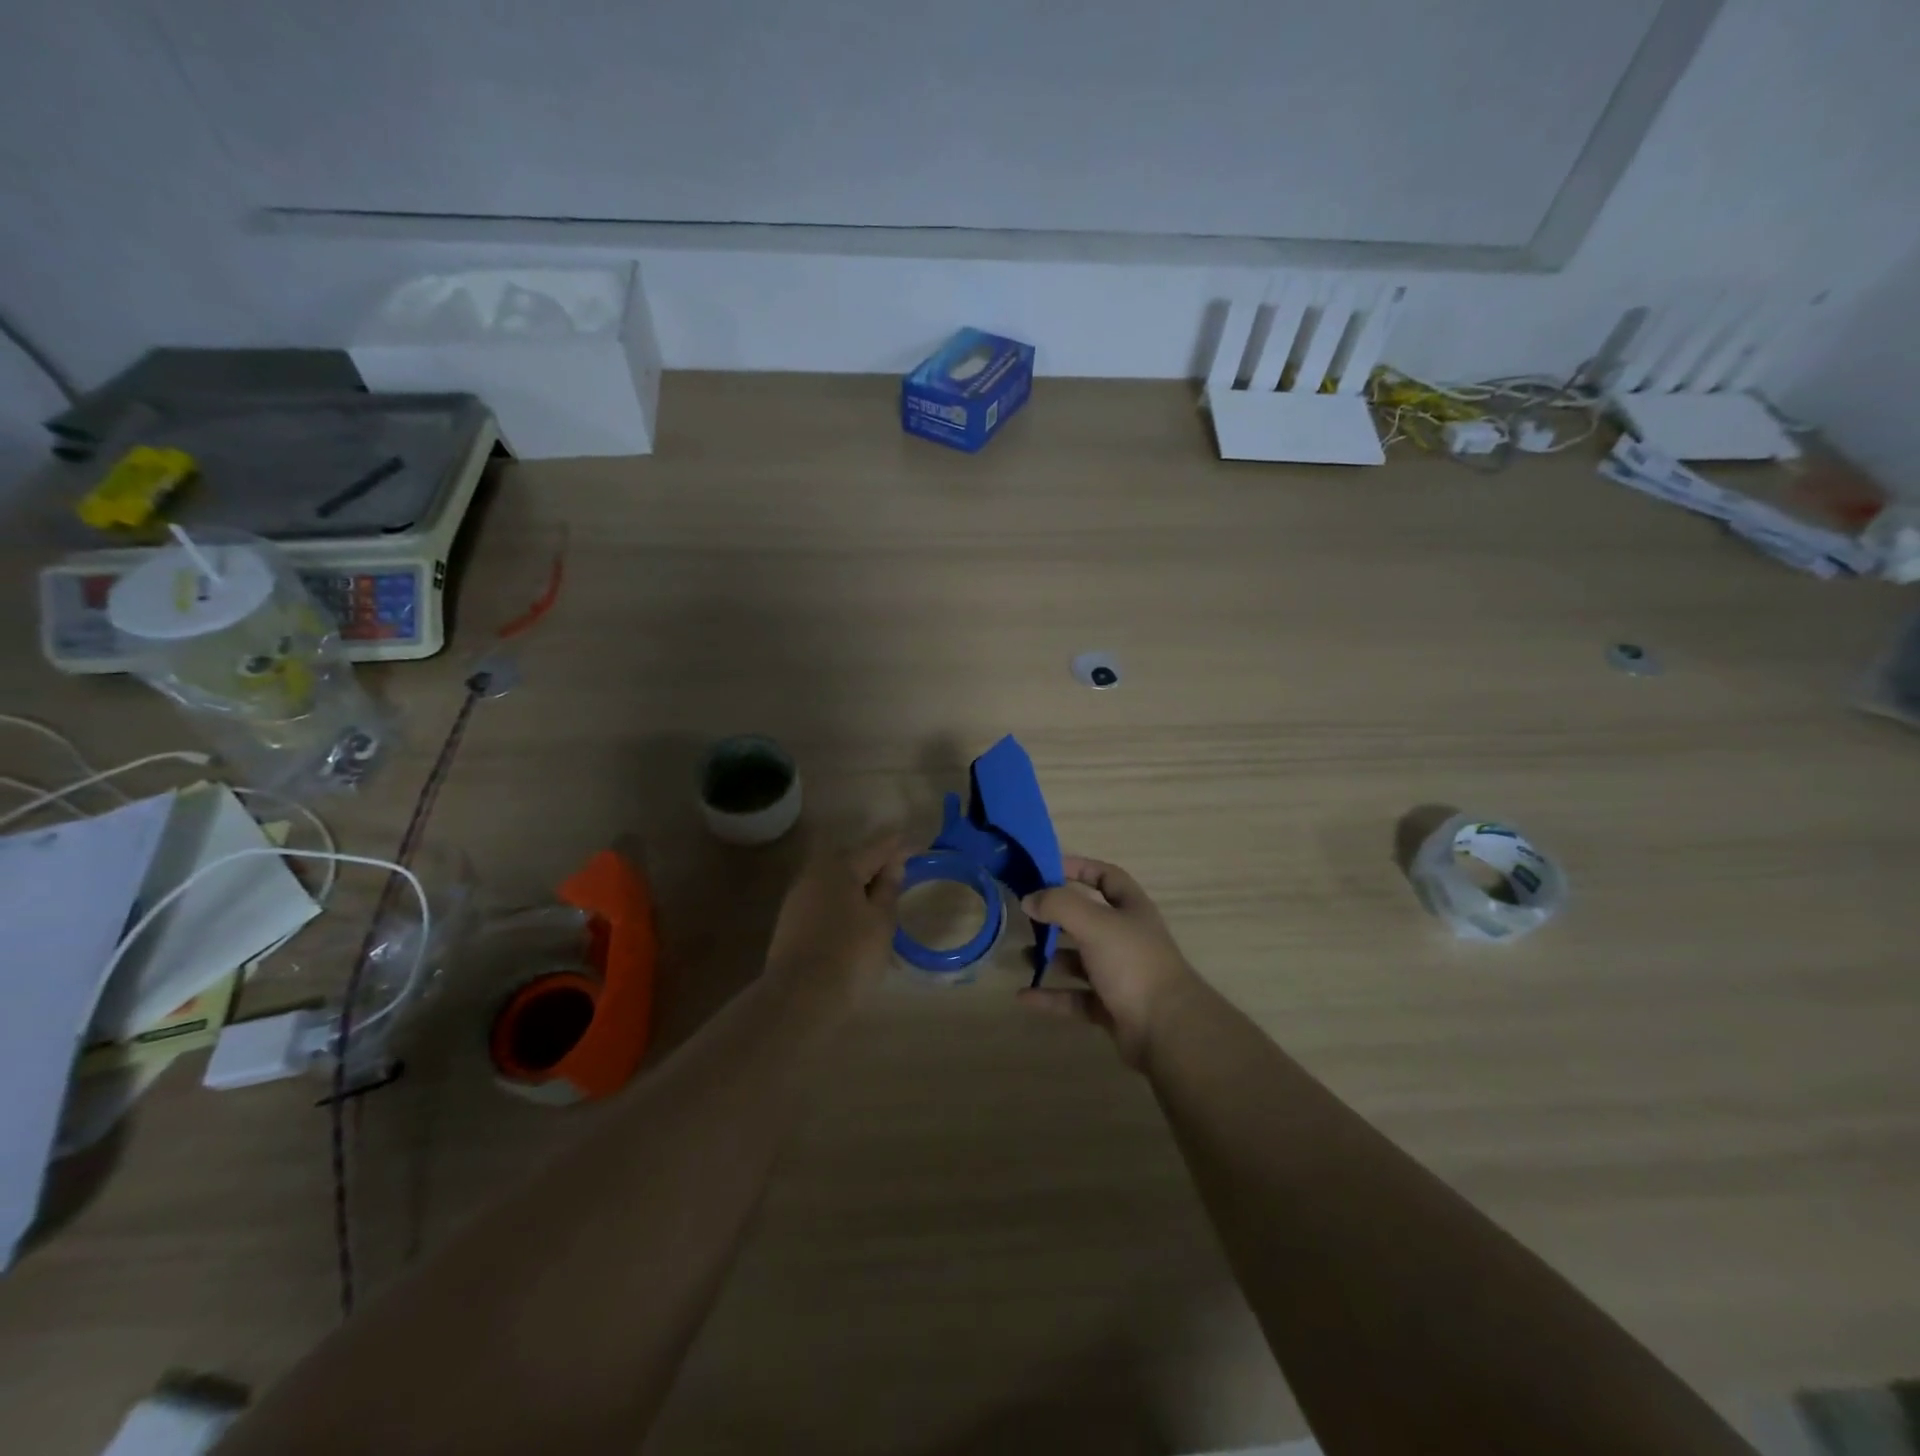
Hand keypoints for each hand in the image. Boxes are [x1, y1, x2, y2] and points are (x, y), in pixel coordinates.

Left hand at [766, 833, 905, 1001]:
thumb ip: (889, 888)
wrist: (799, 999)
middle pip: (853, 860)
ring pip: (837, 881)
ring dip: (859, 885)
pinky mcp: (791, 921)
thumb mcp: (881, 921)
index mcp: (840, 867)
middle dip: (876, 864)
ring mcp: (799, 897)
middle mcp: (815, 873)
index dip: (900, 846)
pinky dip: (843, 903)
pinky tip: (856, 919)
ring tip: (881, 899)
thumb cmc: (850, 955)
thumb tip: (893, 864)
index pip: (877, 848)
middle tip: (901, 874)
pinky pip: (825, 900)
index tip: (918, 846)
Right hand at [1019, 857, 1201, 1067]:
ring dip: (1051, 956)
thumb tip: (1029, 899)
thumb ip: (1059, 905)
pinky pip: (1074, 997)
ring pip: (1080, 960)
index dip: (1080, 868)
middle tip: (1026, 915)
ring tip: (1020, 956)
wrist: (1167, 1030)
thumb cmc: (1132, 963)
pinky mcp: (1111, 1008)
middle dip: (1057, 917)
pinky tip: (1023, 996)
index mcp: (1131, 909)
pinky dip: (1050, 996)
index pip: (1106, 877)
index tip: (1046, 868)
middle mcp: (1127, 938)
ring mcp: (1120, 974)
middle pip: (1088, 919)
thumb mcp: (1095, 923)